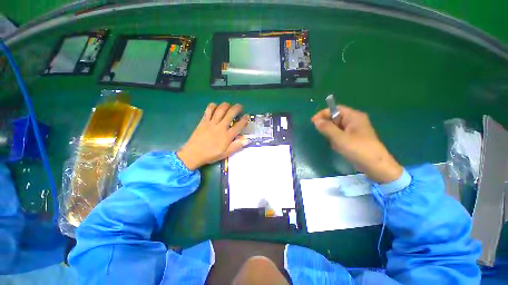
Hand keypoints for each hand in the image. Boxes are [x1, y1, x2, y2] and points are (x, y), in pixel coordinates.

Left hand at [178, 103, 249, 169]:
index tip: (247, 116)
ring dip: (226, 105)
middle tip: (240, 106)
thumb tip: (246, 140)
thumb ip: (236, 147)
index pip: (239, 125)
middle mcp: (220, 127)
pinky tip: (215, 105)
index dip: (245, 120)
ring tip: (229, 104)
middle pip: (230, 114)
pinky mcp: (203, 121)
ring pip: (220, 110)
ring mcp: (211, 123)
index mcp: (227, 136)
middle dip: (237, 108)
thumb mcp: (225, 154)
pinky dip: (212, 106)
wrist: (193, 154)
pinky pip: (208, 111)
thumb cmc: (210, 155)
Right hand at [311, 105, 401, 182]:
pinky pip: (340, 134)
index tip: (313, 122)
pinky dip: (336, 139)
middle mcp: (355, 120)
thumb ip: (326, 128)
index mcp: (353, 116)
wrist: (375, 166)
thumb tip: (316, 121)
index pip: (335, 109)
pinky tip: (339, 147)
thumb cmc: (358, 149)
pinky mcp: (354, 138)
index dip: (323, 114)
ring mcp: (355, 130)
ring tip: (335, 143)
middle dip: (328, 126)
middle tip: (323, 135)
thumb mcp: (339, 138)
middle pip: (336, 118)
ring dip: (332, 134)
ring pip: (337, 127)